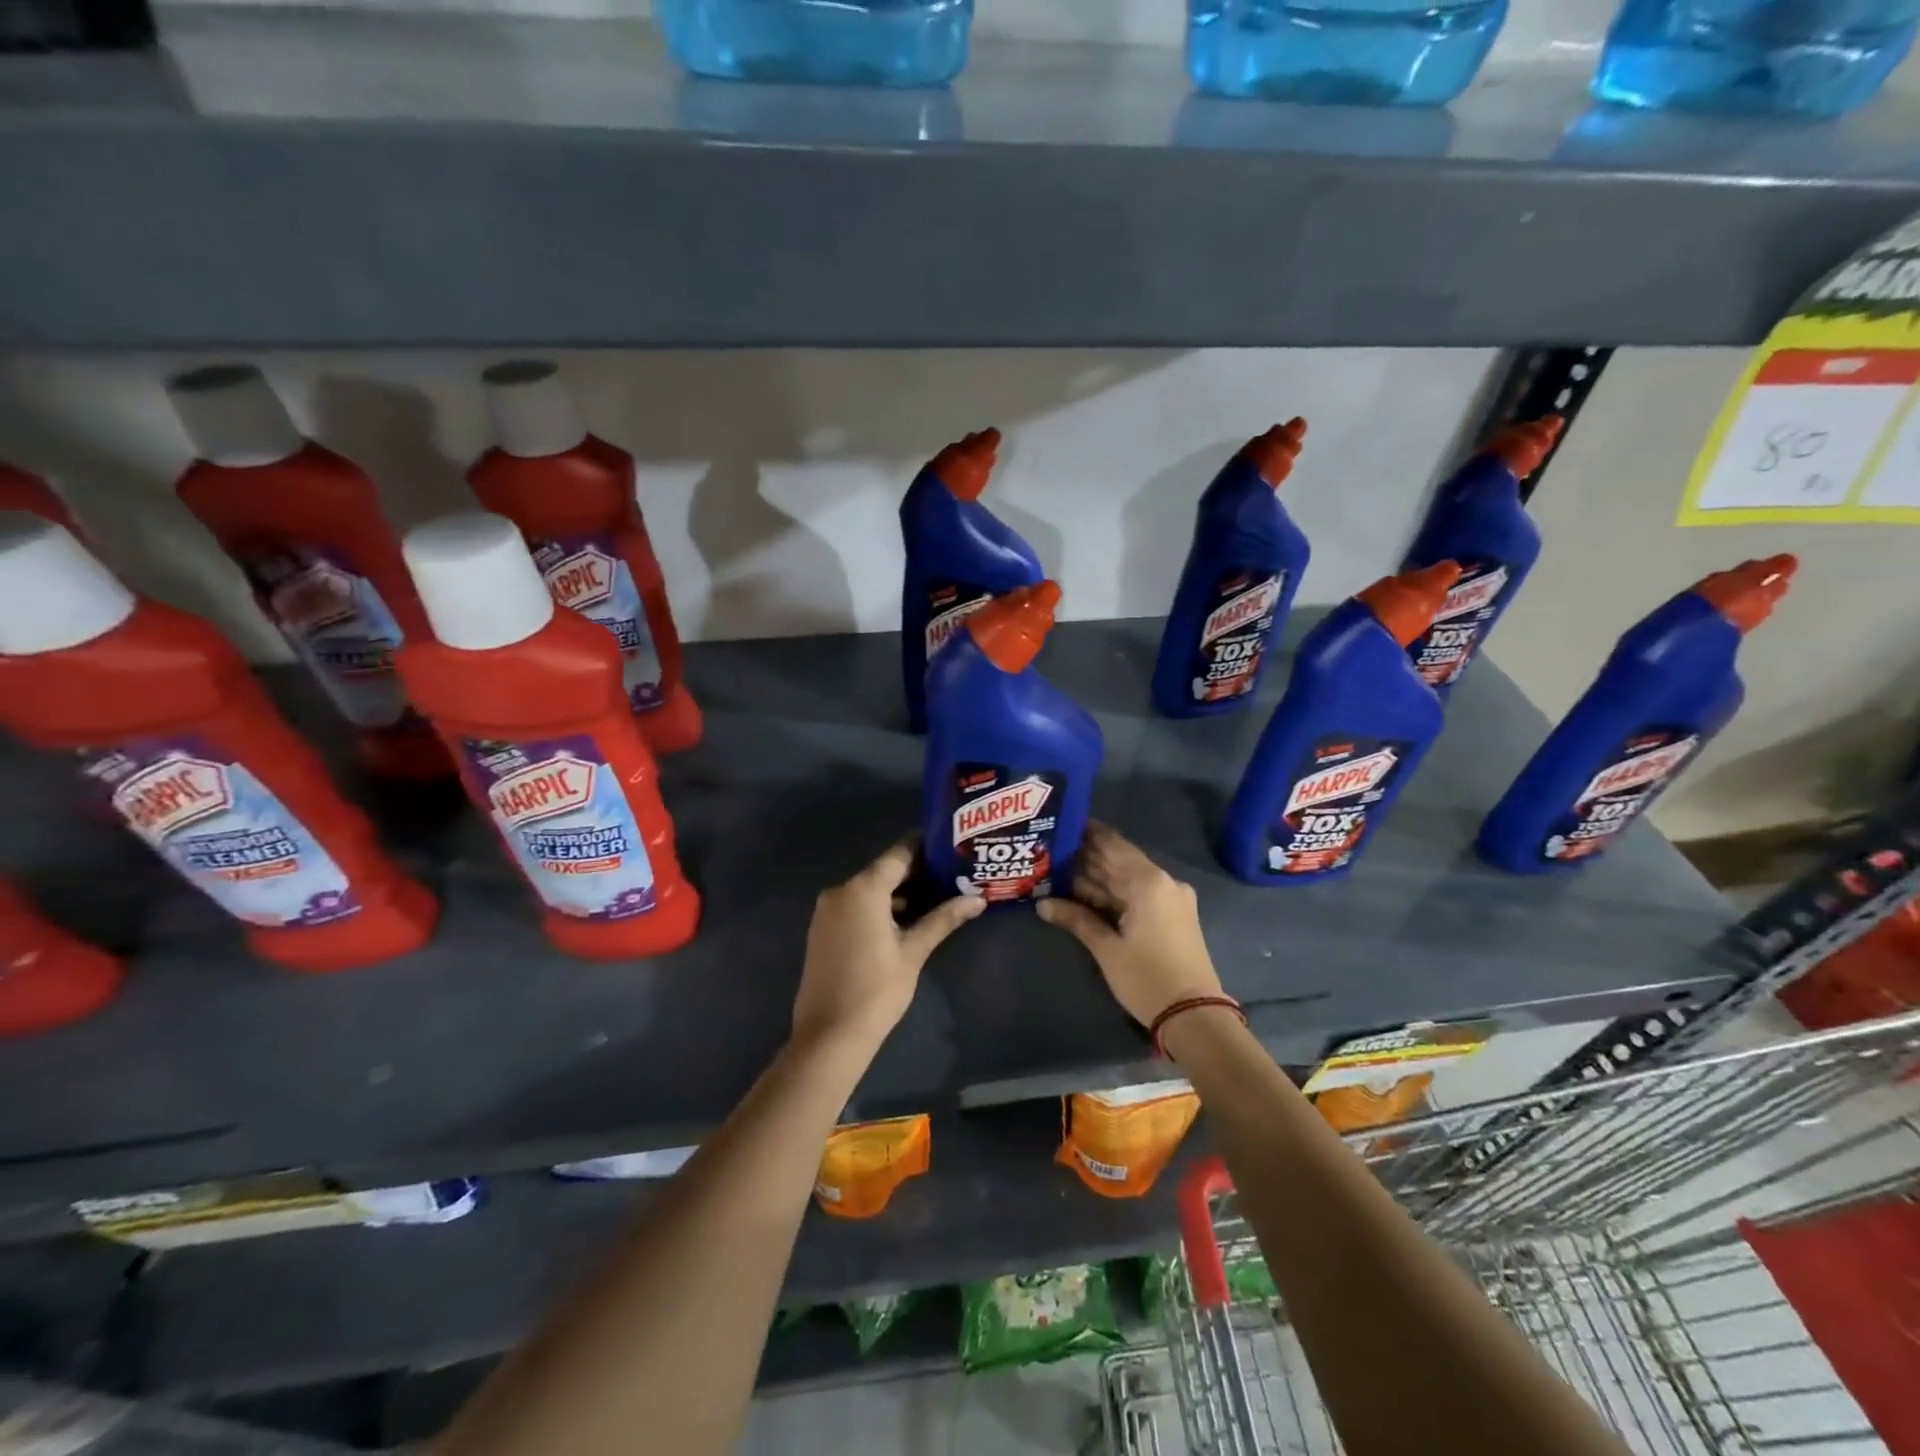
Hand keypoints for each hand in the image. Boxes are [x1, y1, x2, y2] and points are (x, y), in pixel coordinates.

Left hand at [791, 840, 983, 1054]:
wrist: (829, 1035)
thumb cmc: (876, 990)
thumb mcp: (914, 952)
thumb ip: (943, 919)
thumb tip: (978, 900)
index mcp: (863, 889)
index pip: (899, 854)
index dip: (925, 847)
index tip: (951, 845)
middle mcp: (841, 890)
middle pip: (884, 871)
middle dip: (917, 872)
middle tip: (953, 872)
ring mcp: (828, 910)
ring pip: (870, 889)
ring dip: (900, 891)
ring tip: (939, 895)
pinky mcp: (824, 929)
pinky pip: (857, 905)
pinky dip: (880, 906)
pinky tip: (908, 918)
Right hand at [1037, 822, 1222, 1026]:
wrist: (1195, 1017)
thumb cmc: (1147, 978)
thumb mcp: (1107, 949)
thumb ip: (1076, 919)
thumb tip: (1041, 903)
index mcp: (1149, 881)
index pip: (1112, 844)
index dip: (1086, 833)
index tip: (1061, 823)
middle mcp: (1163, 882)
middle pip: (1119, 861)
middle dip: (1086, 857)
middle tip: (1052, 850)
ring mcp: (1171, 899)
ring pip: (1127, 879)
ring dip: (1097, 878)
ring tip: (1059, 870)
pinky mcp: (1173, 916)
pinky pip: (1138, 895)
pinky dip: (1113, 894)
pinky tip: (1084, 895)